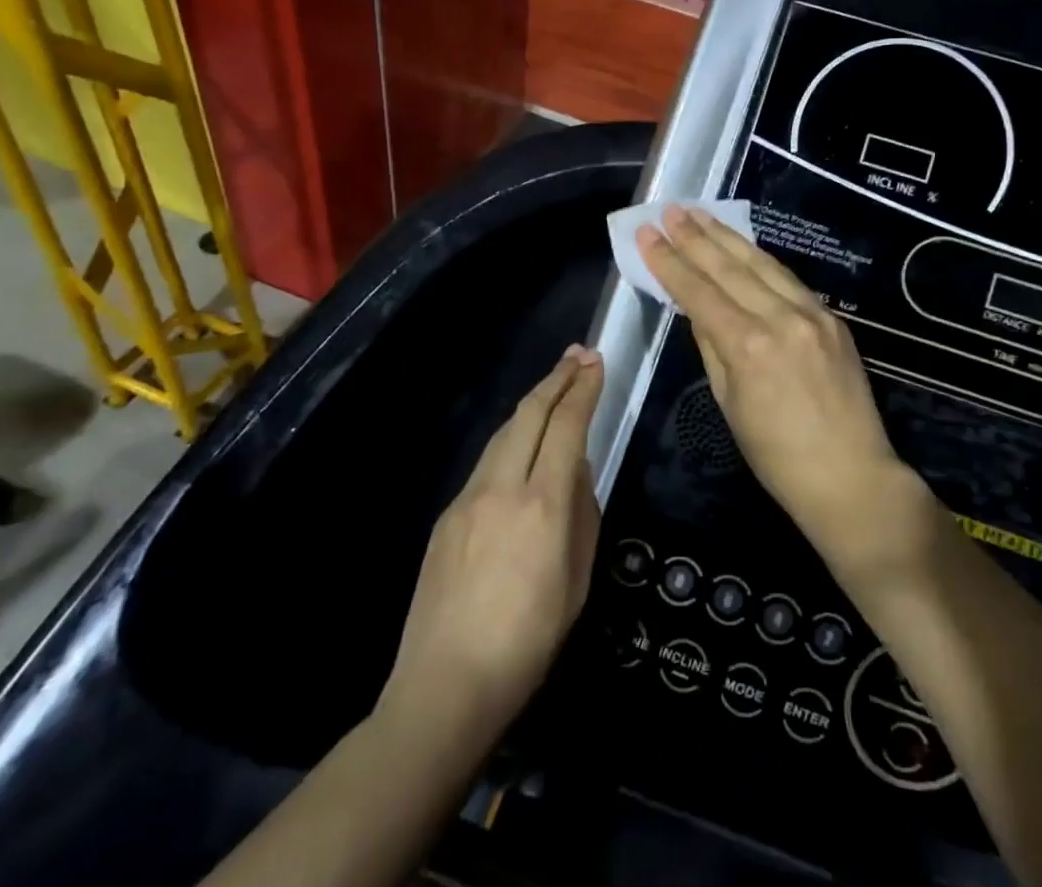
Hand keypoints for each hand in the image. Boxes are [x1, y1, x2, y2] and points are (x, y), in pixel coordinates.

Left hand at [378, 345, 602, 752]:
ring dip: (532, 403)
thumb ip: (582, 515)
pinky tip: (522, 446)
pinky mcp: (447, 515)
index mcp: (543, 506)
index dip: (583, 390)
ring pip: (504, 432)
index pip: (567, 428)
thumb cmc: (528, 642)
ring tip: (554, 386)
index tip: (596, 363)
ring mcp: (468, 498)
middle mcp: (502, 488)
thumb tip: (575, 472)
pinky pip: (486, 463)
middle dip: (556, 379)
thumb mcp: (577, 581)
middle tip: (578, 355)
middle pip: (529, 414)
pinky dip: (511, 440)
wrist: (445, 686)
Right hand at [636, 207, 917, 560]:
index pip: (699, 291)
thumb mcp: (729, 403)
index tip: (647, 234)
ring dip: (727, 236)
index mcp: (748, 346)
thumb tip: (698, 307)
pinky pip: (788, 280)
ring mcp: (812, 314)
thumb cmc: (776, 456)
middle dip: (695, 236)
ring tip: (700, 213)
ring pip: (762, 263)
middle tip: (669, 210)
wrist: (851, 477)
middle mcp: (781, 319)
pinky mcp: (832, 318)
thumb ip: (712, 346)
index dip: (669, 261)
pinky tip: (742, 246)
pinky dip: (760, 260)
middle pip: (729, 267)